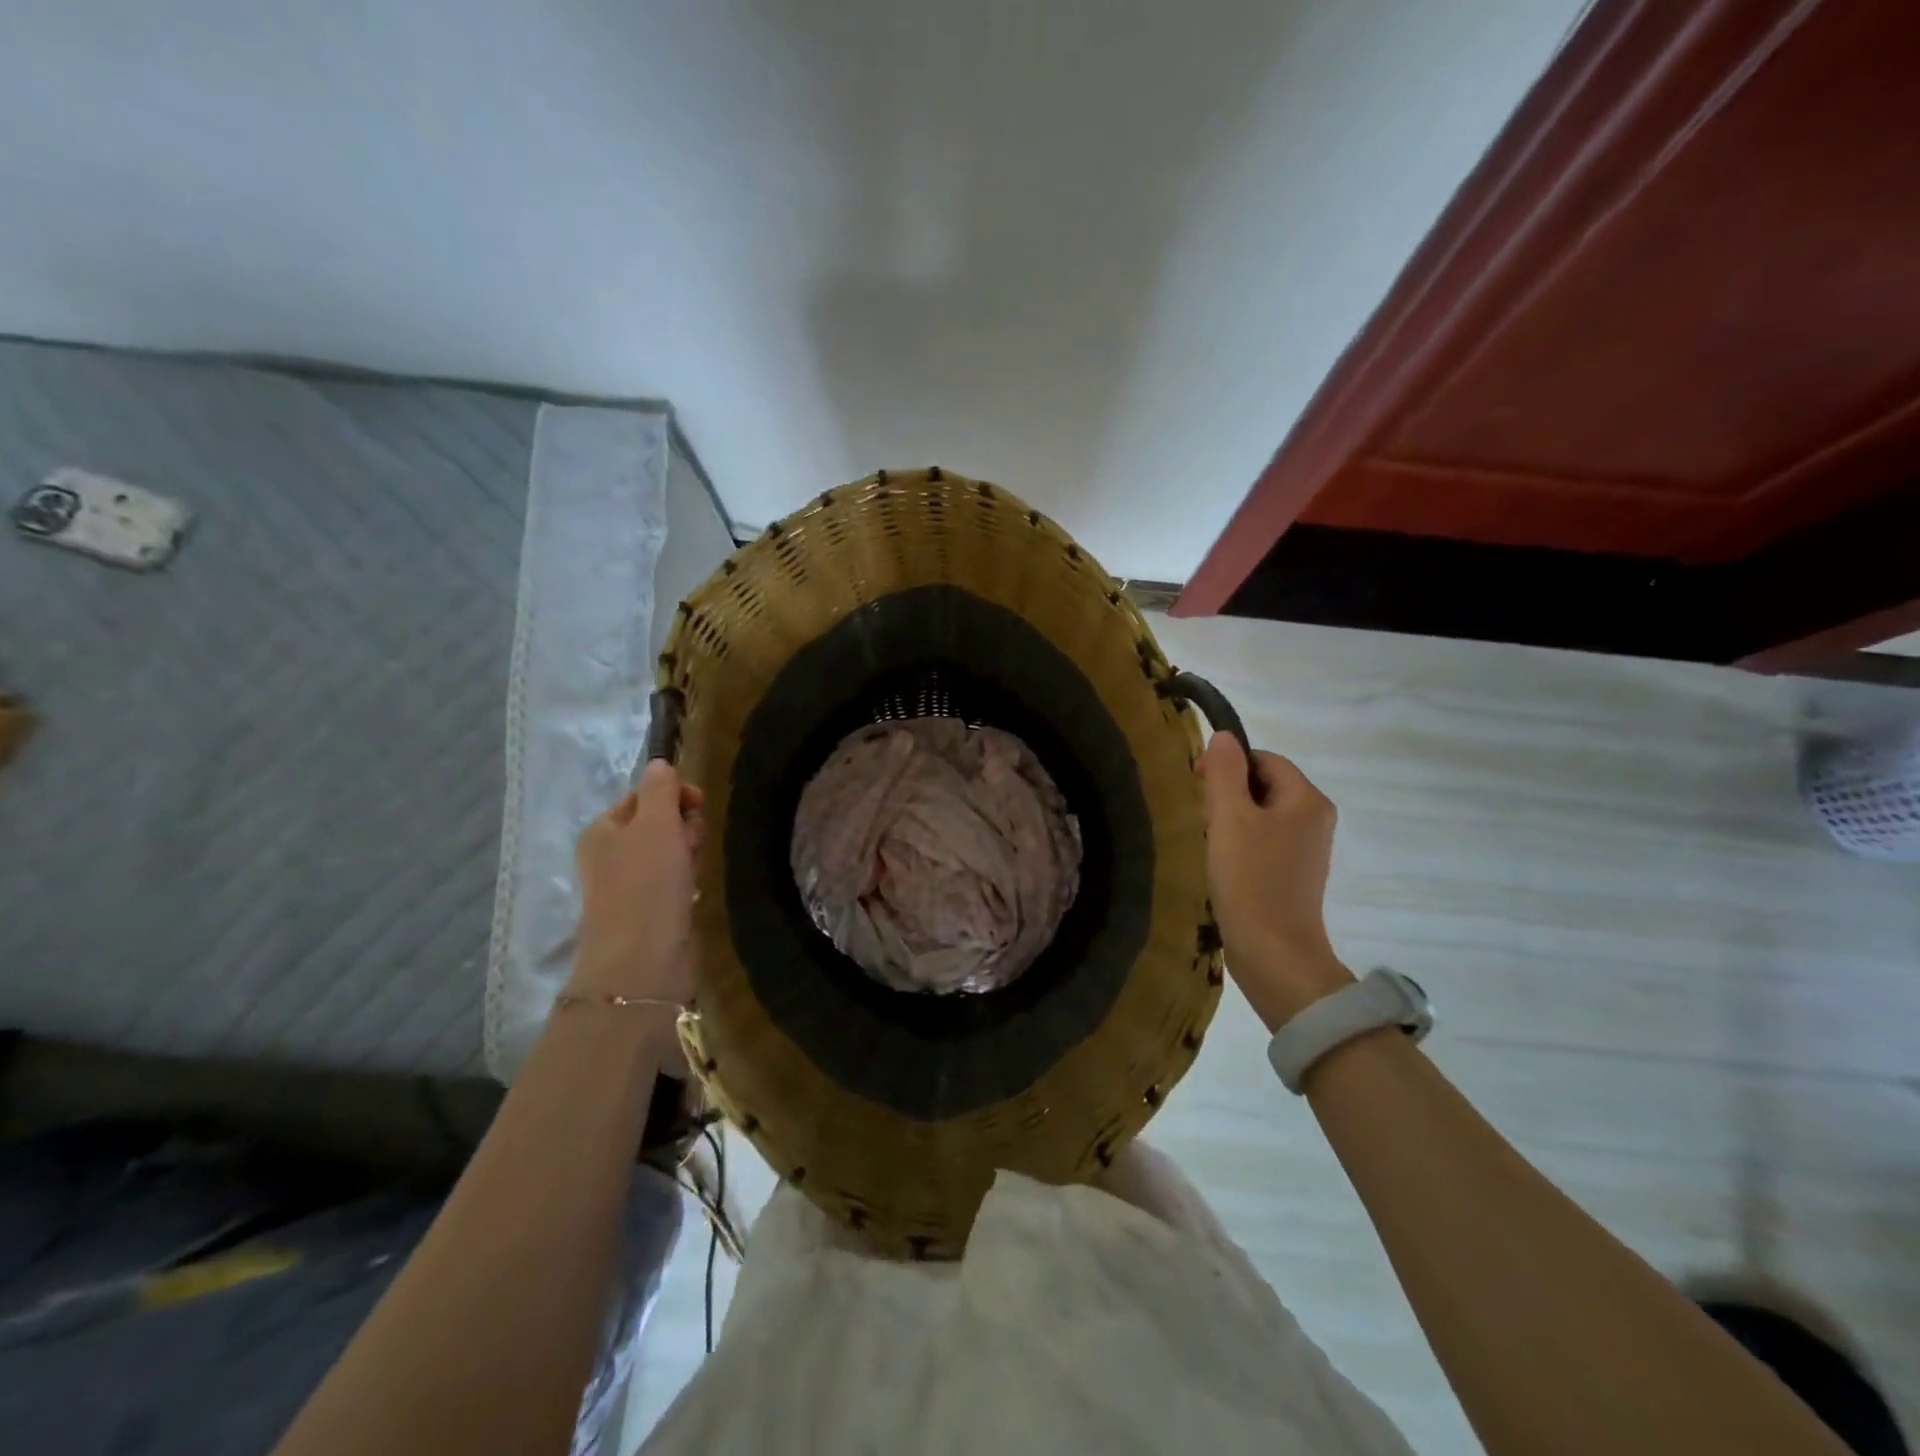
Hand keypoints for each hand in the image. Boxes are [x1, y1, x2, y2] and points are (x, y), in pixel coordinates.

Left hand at [568, 761, 705, 1007]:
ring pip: (671, 851)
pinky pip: (674, 880)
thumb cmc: (647, 883)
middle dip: (684, 826)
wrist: (643, 960)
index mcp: (602, 829)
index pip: (643, 795)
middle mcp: (610, 854)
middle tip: (692, 844)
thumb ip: (661, 788)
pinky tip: (693, 888)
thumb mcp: (656, 823)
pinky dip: (687, 878)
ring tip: (694, 870)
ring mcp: (628, 885)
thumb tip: (660, 764)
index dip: (674, 795)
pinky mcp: (649, 910)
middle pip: (659, 822)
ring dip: (689, 852)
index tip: (698, 805)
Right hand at [1197, 732, 1354, 1031]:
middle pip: (1263, 785)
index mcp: (1307, 799)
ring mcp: (1307, 850)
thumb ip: (1224, 771)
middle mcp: (1315, 819)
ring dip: (1230, 821)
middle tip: (1202, 819)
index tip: (1198, 787)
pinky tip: (1221, 865)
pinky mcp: (1293, 875)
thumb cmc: (1250, 879)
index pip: (1263, 758)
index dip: (1228, 765)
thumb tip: (1224, 737)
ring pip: (1260, 814)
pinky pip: (1263, 842)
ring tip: (1209, 843)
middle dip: (1227, 795)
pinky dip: (1239, 845)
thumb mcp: (1229, 817)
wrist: (1274, 953)